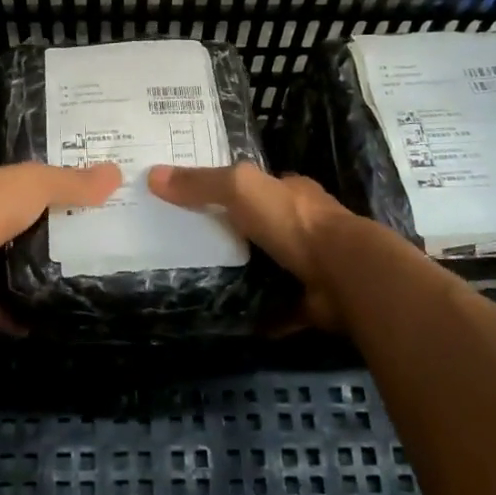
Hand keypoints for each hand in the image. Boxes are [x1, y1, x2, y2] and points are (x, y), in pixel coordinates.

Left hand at [0, 162, 121, 325]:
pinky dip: (19, 316)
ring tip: (74, 283)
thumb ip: (73, 182)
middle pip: (16, 230)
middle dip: (43, 237)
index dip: (50, 191)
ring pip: (6, 268)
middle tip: (88, 247)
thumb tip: (117, 173)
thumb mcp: (37, 184)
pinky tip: (48, 321)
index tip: (82, 201)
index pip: (22, 187)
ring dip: (31, 276)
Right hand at [147, 163, 352, 330]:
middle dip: (232, 236)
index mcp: (290, 192)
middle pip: (260, 228)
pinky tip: (230, 319)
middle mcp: (303, 225)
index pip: (256, 187)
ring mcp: (310, 264)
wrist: (343, 274)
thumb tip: (153, 175)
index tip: (193, 203)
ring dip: (244, 275)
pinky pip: (278, 307)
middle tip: (188, 247)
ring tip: (200, 283)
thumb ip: (201, 183)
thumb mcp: (240, 189)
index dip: (227, 191)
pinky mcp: (311, 300)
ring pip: (269, 267)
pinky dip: (260, 313)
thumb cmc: (292, 221)